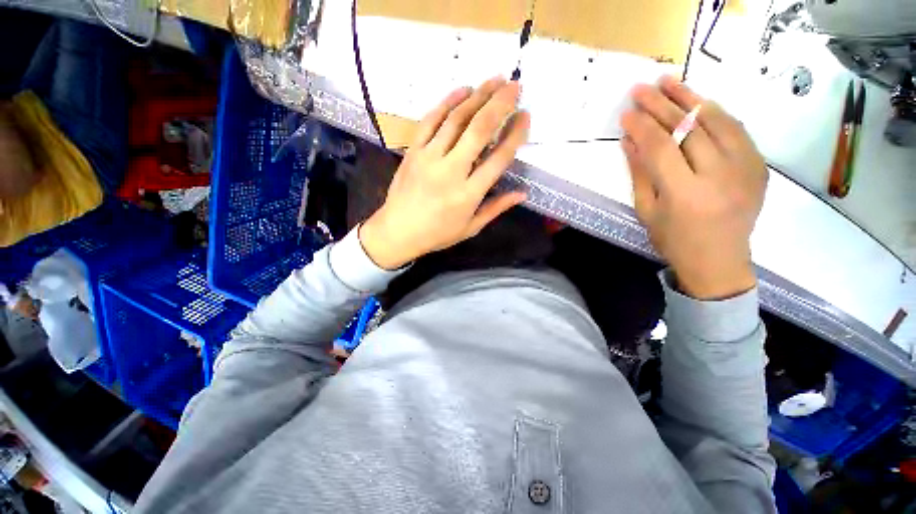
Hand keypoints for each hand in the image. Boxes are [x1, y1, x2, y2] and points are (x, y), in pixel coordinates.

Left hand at [360, 77, 529, 269]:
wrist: (397, 231)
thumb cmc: (437, 233)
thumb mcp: (470, 227)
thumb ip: (496, 208)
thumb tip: (522, 193)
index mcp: (468, 194)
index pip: (498, 159)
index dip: (515, 135)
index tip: (526, 117)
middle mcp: (451, 171)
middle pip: (479, 131)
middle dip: (500, 104)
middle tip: (516, 86)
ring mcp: (429, 157)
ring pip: (456, 119)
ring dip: (478, 96)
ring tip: (495, 80)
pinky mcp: (414, 151)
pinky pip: (430, 120)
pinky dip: (447, 102)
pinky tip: (462, 89)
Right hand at [621, 76, 767, 299]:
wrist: (719, 261)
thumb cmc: (674, 240)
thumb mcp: (647, 210)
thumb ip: (639, 174)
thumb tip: (628, 142)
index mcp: (684, 193)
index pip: (660, 147)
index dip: (641, 126)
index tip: (626, 112)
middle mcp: (719, 175)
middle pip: (688, 128)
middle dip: (661, 105)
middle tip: (641, 88)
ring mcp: (745, 168)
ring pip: (716, 121)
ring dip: (690, 98)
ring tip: (670, 81)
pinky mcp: (758, 166)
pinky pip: (736, 129)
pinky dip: (715, 112)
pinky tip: (698, 102)